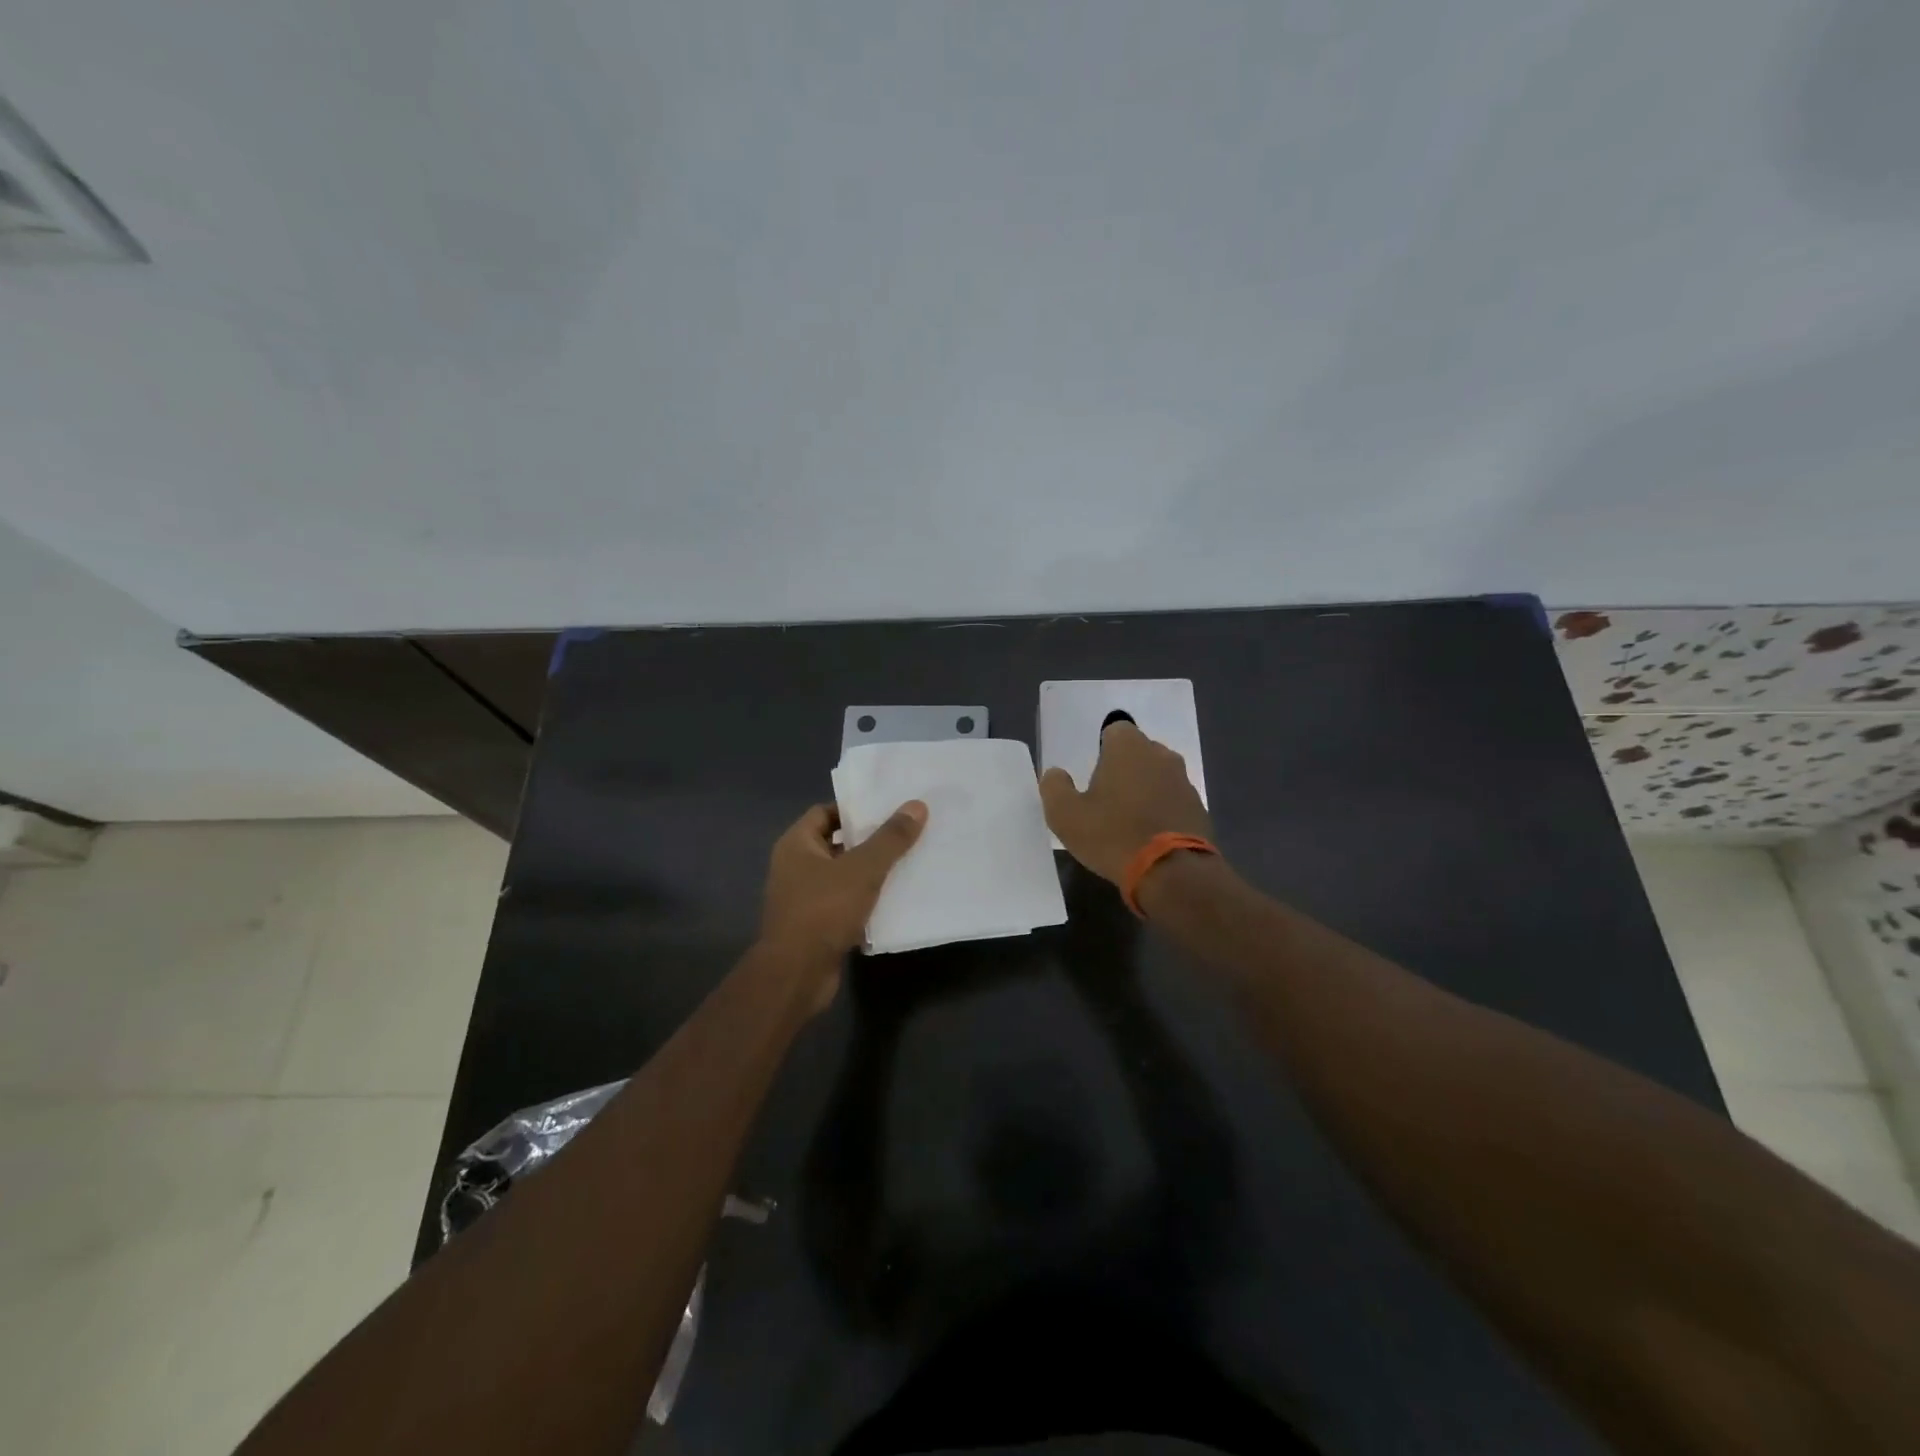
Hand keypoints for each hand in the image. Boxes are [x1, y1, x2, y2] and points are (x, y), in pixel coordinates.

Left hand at [760, 800, 928, 972]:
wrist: (797, 974)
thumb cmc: (823, 910)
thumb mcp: (863, 869)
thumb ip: (890, 838)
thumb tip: (917, 805)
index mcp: (796, 844)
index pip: (825, 812)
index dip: (854, 808)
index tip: (888, 808)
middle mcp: (795, 867)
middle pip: (836, 843)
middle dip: (869, 840)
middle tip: (906, 833)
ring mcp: (803, 898)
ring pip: (843, 876)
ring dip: (870, 872)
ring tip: (908, 862)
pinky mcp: (816, 926)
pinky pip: (845, 903)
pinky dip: (866, 900)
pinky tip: (895, 899)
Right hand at [1039, 722, 1212, 884]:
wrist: (1172, 873)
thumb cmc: (1112, 835)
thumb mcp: (1065, 815)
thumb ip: (1055, 787)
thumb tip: (1056, 774)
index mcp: (1128, 748)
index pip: (1115, 730)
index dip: (1103, 750)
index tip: (1094, 775)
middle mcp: (1161, 756)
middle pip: (1139, 753)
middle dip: (1125, 769)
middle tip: (1107, 799)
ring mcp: (1184, 782)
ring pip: (1158, 777)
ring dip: (1145, 791)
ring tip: (1128, 821)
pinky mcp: (1199, 809)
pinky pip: (1174, 802)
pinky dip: (1162, 812)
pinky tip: (1149, 837)